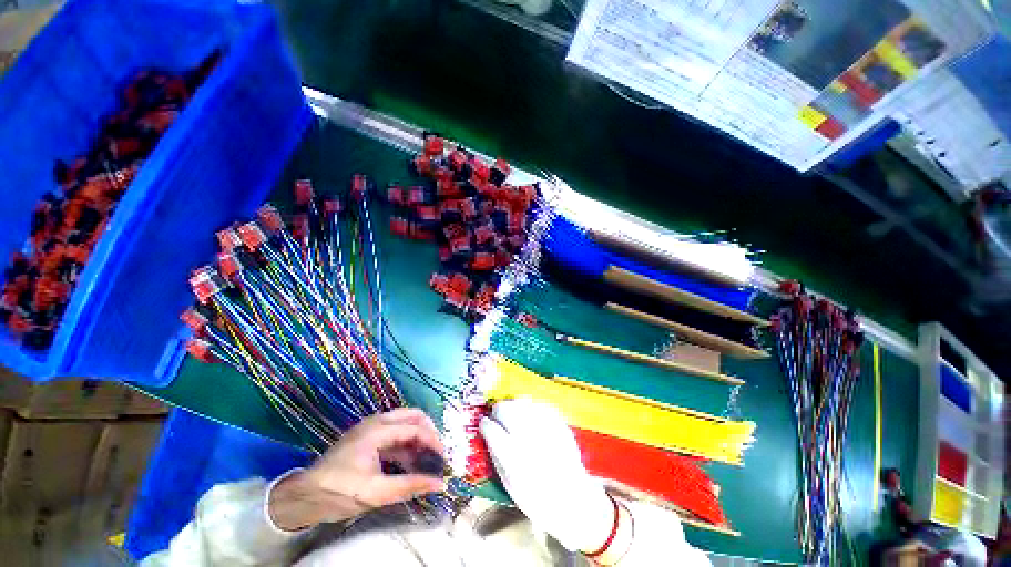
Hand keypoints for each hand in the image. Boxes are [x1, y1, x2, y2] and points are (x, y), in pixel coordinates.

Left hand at [269, 408, 445, 530]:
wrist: (303, 497)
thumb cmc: (339, 492)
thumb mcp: (375, 493)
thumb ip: (409, 486)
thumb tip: (439, 484)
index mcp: (377, 430)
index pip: (415, 428)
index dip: (433, 442)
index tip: (443, 459)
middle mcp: (377, 421)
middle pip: (413, 415)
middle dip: (429, 431)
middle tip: (437, 452)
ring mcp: (372, 427)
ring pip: (405, 422)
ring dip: (419, 437)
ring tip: (427, 459)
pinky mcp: (368, 436)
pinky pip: (396, 432)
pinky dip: (407, 443)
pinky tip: (411, 462)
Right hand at [479, 399, 614, 552]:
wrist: (573, 499)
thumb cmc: (535, 497)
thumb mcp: (509, 482)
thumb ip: (496, 454)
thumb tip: (487, 432)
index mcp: (512, 457)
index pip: (491, 429)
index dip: (485, 424)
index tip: (484, 423)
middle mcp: (528, 437)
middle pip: (506, 409)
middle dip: (498, 409)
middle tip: (497, 414)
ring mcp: (545, 427)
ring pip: (522, 402)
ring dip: (513, 406)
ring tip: (513, 413)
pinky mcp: (558, 422)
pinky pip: (539, 405)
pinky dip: (531, 408)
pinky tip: (530, 416)